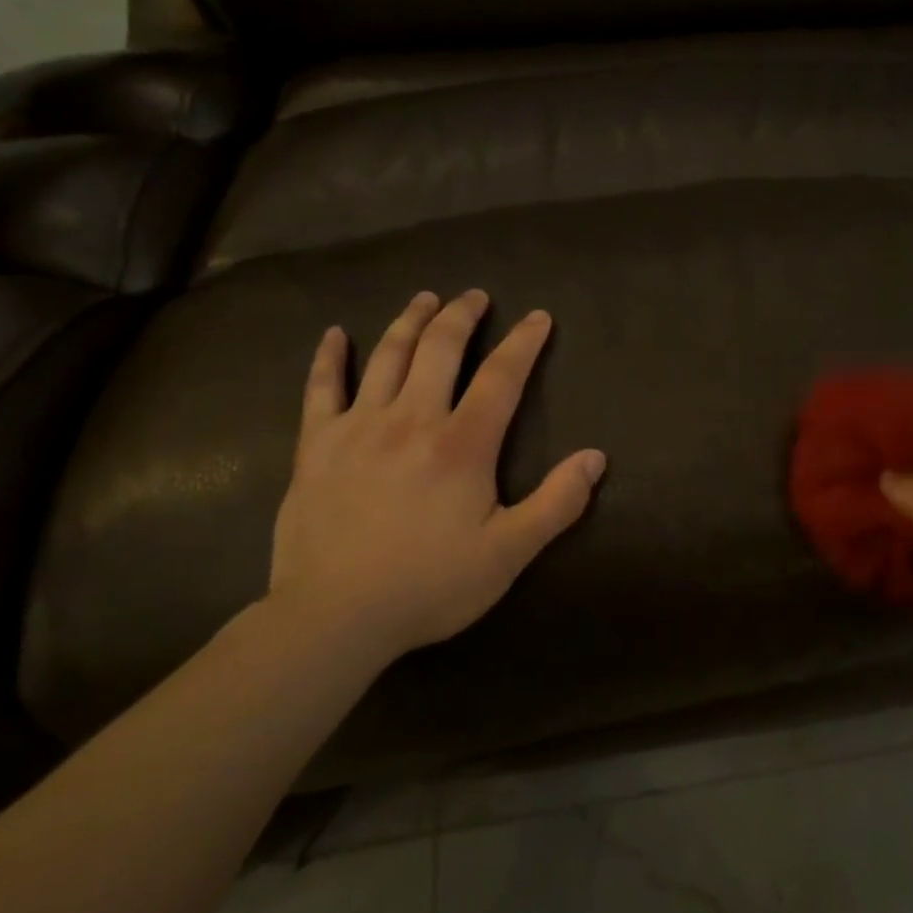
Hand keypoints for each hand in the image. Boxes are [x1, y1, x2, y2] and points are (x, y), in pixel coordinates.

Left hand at [264, 289, 606, 666]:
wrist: (335, 616)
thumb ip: (557, 503)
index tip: (538, 317)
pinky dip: (329, 357)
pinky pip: (320, 388)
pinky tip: (334, 334)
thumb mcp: (508, 554)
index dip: (524, 342)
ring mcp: (358, 427)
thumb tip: (596, 458)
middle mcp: (411, 419)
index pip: (501, 377)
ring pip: (386, 356)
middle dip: (462, 316)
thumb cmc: (429, 586)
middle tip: (475, 295)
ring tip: (425, 298)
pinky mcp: (316, 445)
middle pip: (440, 349)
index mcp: (462, 444)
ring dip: (409, 321)